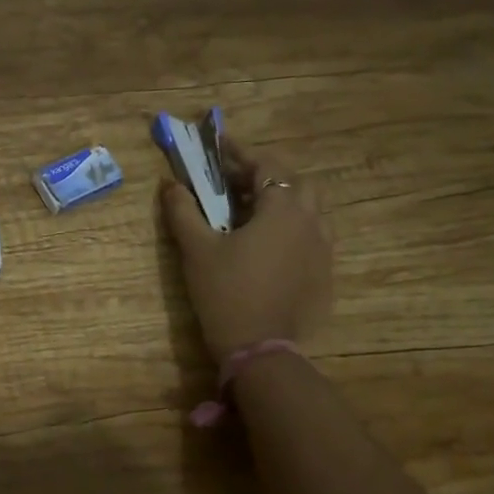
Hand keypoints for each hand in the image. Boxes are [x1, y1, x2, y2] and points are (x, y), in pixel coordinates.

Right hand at [160, 135, 332, 362]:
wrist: (259, 348)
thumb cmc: (225, 292)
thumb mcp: (196, 249)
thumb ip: (183, 211)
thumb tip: (169, 184)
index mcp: (282, 209)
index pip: (265, 165)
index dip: (240, 152)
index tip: (219, 144)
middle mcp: (311, 222)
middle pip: (293, 183)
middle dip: (264, 175)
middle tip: (232, 182)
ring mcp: (322, 249)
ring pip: (307, 210)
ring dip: (280, 201)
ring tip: (250, 211)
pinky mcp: (324, 274)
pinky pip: (311, 236)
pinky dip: (290, 228)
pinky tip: (267, 245)